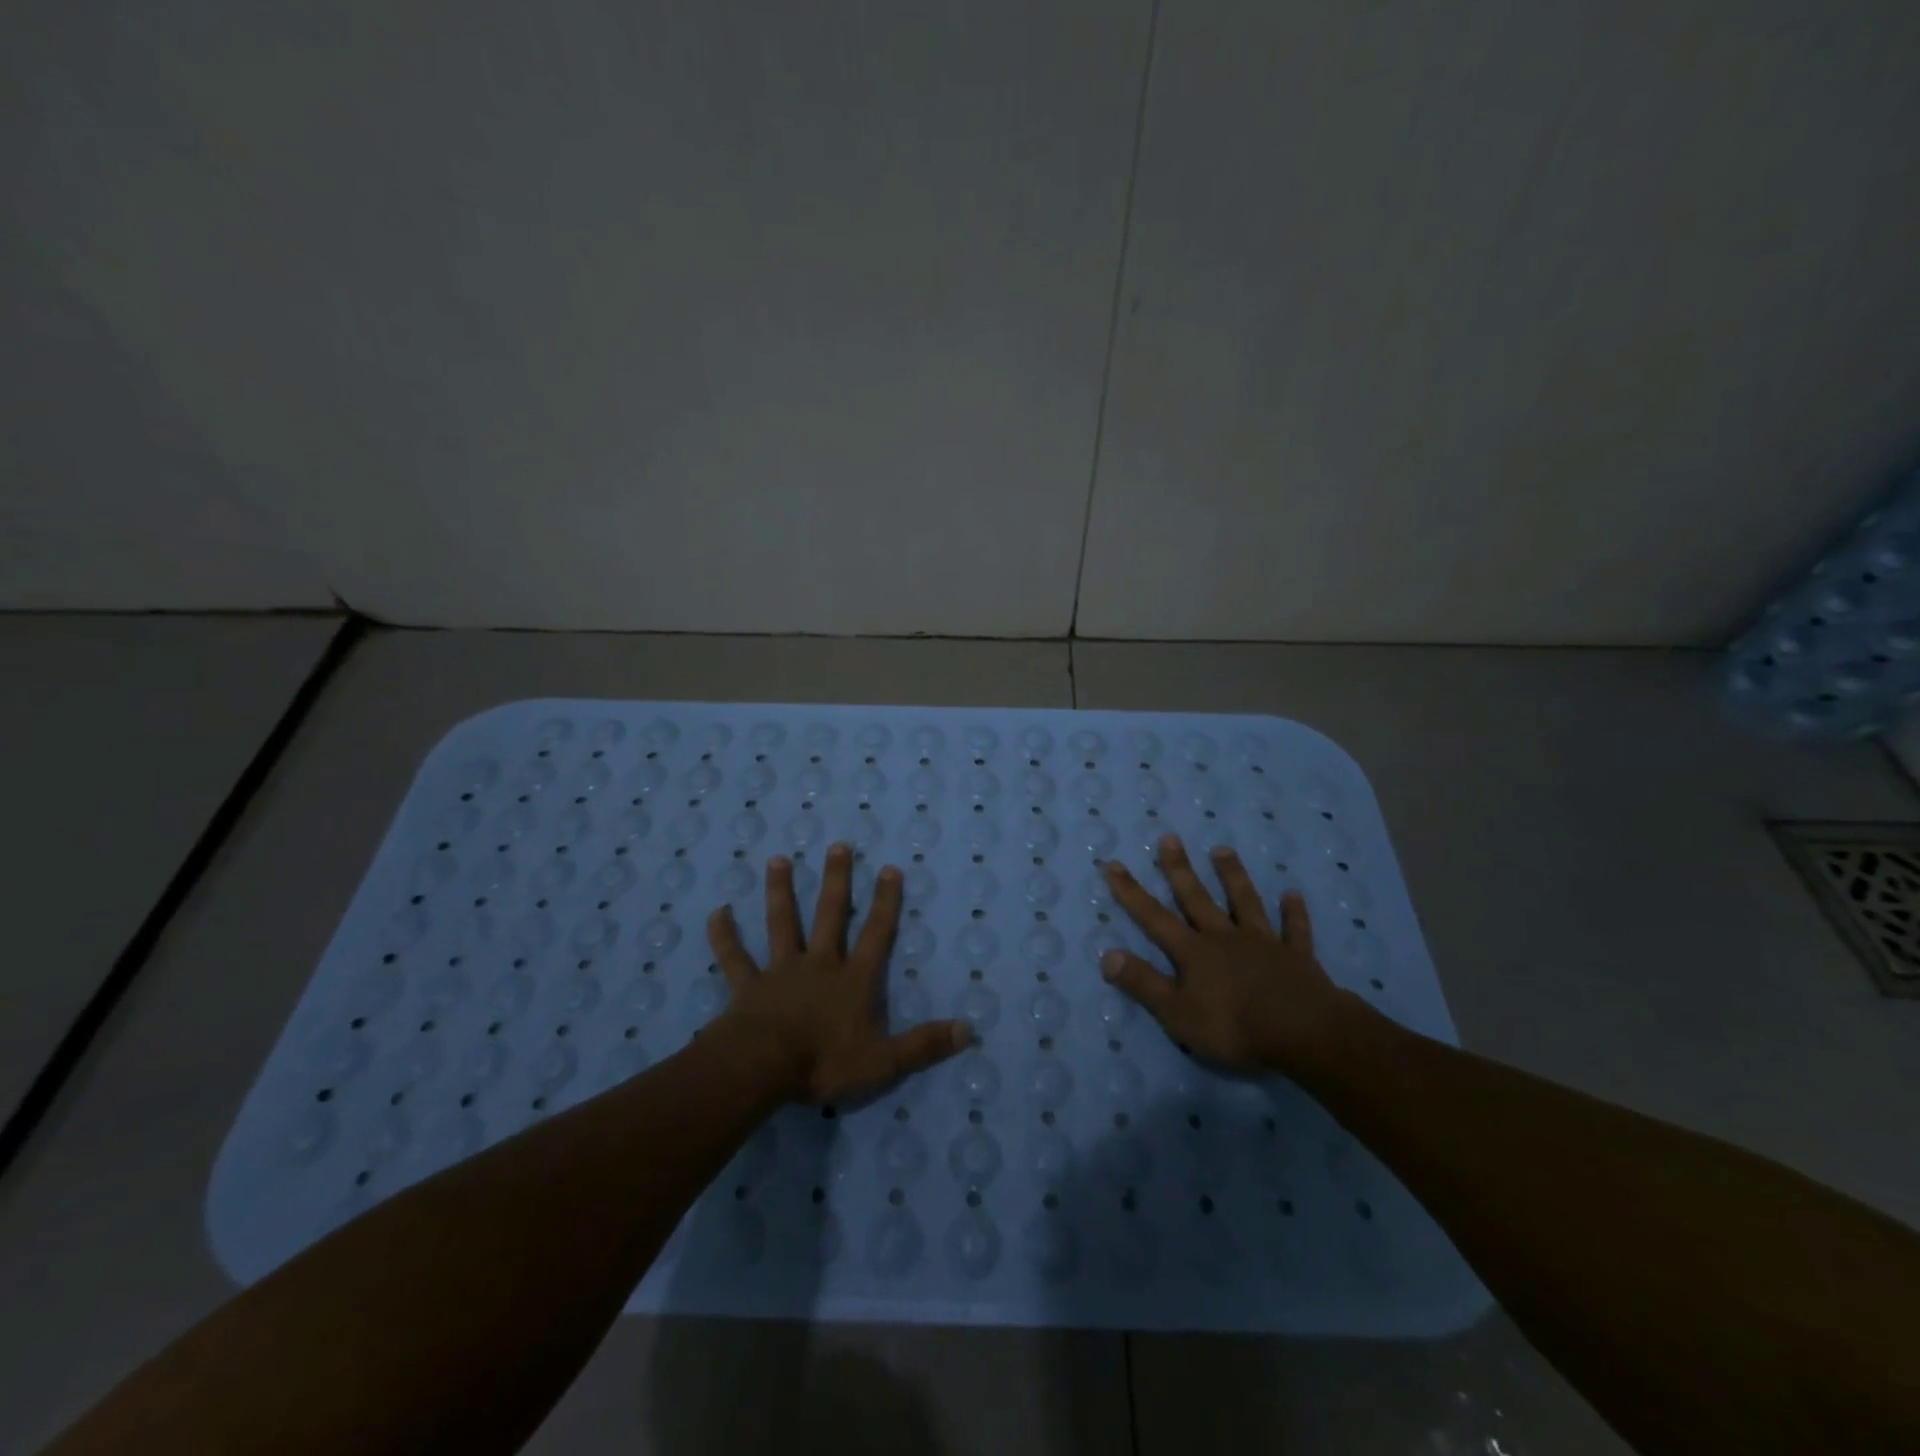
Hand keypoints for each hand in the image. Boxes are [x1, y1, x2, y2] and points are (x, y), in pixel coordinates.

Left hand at [707, 844, 971, 1102]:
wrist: (763, 1067)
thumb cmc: (825, 1062)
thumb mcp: (884, 1062)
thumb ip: (924, 1045)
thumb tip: (968, 1029)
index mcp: (853, 980)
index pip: (876, 934)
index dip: (885, 902)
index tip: (889, 868)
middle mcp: (819, 964)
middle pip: (830, 915)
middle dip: (836, 880)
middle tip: (837, 846)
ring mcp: (781, 971)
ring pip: (782, 924)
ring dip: (780, 892)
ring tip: (779, 860)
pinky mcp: (748, 986)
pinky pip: (735, 957)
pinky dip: (725, 936)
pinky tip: (717, 912)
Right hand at [1100, 835, 1350, 1074]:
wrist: (1302, 1031)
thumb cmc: (1233, 1026)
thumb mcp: (1177, 1012)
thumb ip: (1142, 983)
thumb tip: (1106, 956)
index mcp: (1193, 952)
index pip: (1154, 917)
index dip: (1131, 892)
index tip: (1113, 864)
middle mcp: (1224, 938)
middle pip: (1197, 898)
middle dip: (1180, 869)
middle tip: (1170, 838)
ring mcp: (1262, 943)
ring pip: (1244, 902)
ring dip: (1233, 876)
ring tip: (1223, 850)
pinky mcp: (1296, 957)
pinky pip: (1293, 930)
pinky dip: (1293, 913)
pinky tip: (1293, 895)